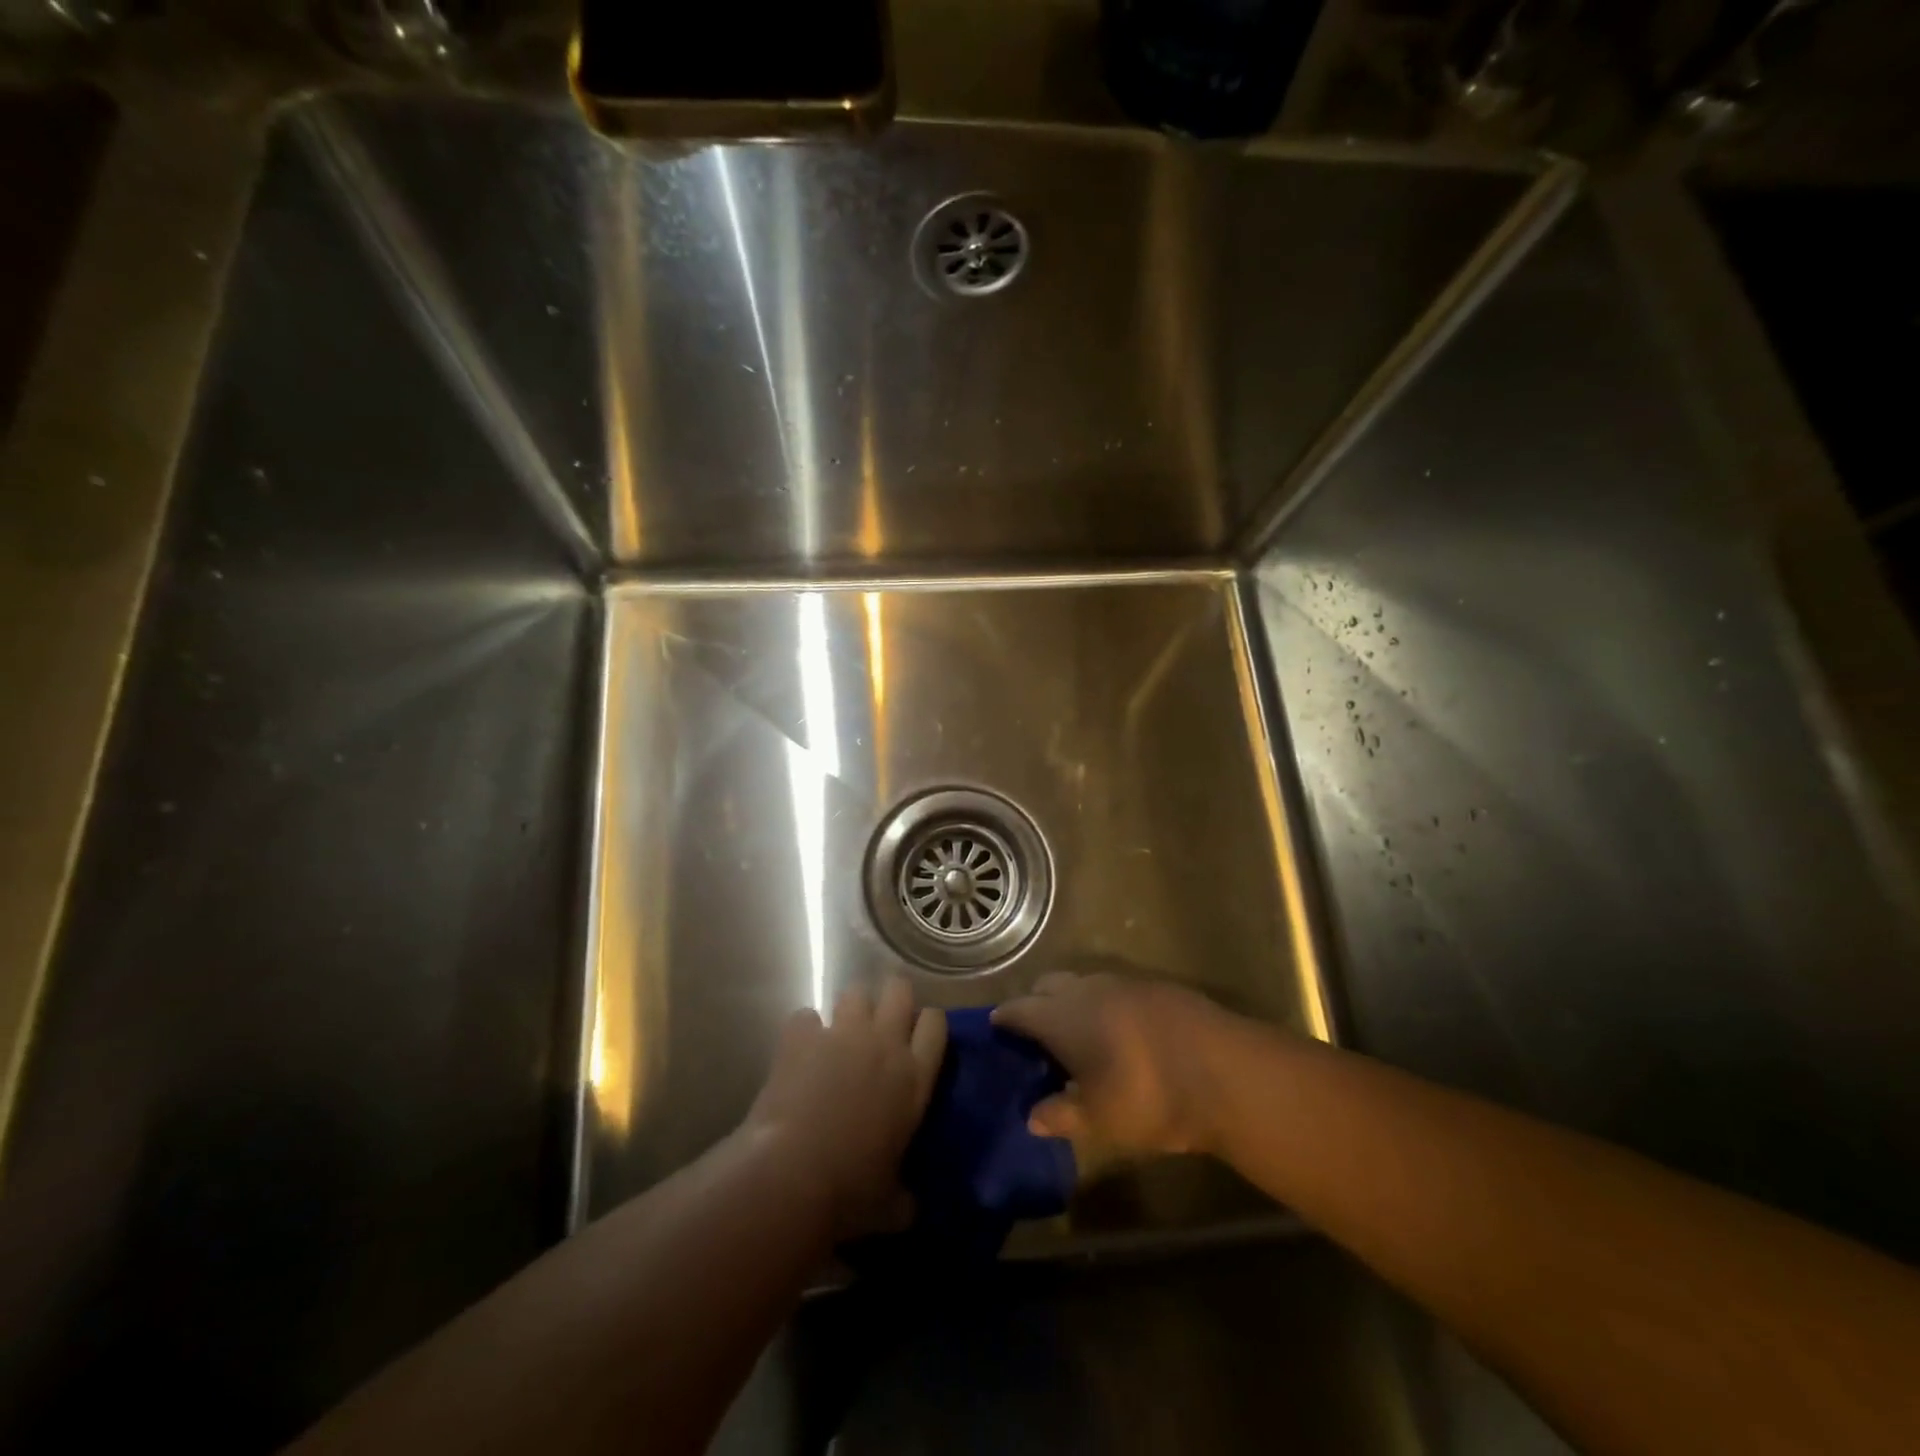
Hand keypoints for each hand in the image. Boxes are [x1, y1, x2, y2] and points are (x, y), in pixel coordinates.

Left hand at [742, 979, 946, 1240]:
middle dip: (892, 998)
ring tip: (841, 1034)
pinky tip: (799, 1052)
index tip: (919, 1037)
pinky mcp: (801, 1037)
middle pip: (899, 990)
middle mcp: (884, 1044)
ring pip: (855, 993)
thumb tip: (911, 1210)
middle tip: (882, 1023)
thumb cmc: (849, 1193)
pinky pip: (806, 1017)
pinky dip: (804, 1031)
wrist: (790, 1176)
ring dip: (850, 1010)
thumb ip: (904, 1199)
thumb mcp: (889, 1206)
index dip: (928, 1024)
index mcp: (914, 1078)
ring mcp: (842, 1034)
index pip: (936, 1024)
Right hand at [991, 971, 1226, 1157]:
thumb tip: (1033, 1117)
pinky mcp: (1158, 986)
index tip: (997, 1028)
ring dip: (1073, 1002)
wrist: (1227, 1073)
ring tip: (1079, 1035)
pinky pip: (1117, 988)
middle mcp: (1088, 989)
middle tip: (1037, 1035)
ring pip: (1084, 983)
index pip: (1020, 1008)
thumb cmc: (1150, 1099)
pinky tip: (1121, 1032)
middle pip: (1049, 985)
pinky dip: (1106, 1004)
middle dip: (1037, 1003)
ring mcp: (1125, 982)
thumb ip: (1062, 1115)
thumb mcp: (1101, 1120)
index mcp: (1064, 1017)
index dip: (1005, 1018)